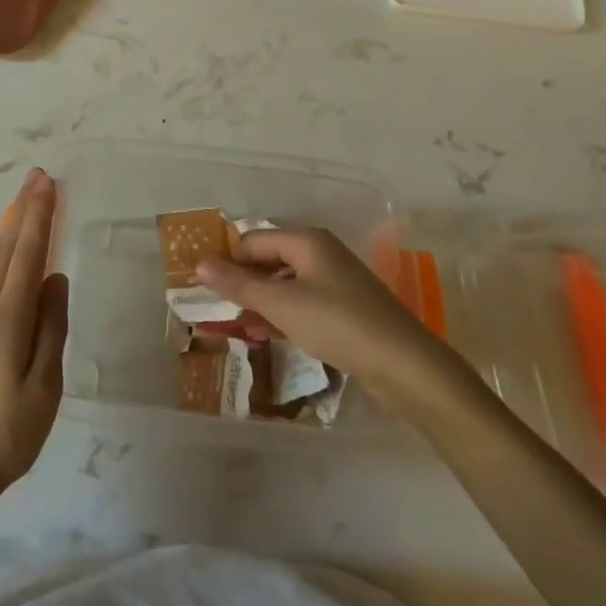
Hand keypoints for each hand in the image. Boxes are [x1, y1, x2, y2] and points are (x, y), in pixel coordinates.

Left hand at [0, 168, 66, 503]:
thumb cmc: (6, 434)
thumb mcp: (44, 388)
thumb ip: (51, 329)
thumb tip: (56, 279)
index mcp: (6, 319)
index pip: (27, 254)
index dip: (39, 216)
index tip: (47, 182)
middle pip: (5, 249)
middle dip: (23, 211)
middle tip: (37, 177)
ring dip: (9, 231)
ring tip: (22, 205)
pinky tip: (2, 258)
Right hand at [196, 225, 470, 415]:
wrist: (406, 366)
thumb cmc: (338, 324)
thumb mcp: (281, 304)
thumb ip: (238, 283)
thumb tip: (199, 263)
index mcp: (306, 240)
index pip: (251, 240)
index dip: (226, 261)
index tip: (203, 288)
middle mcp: (320, 252)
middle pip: (268, 259)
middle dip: (242, 283)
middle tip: (217, 310)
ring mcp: (336, 280)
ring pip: (284, 283)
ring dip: (260, 302)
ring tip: (238, 327)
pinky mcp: (345, 307)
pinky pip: (302, 302)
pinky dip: (282, 315)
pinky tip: (268, 335)